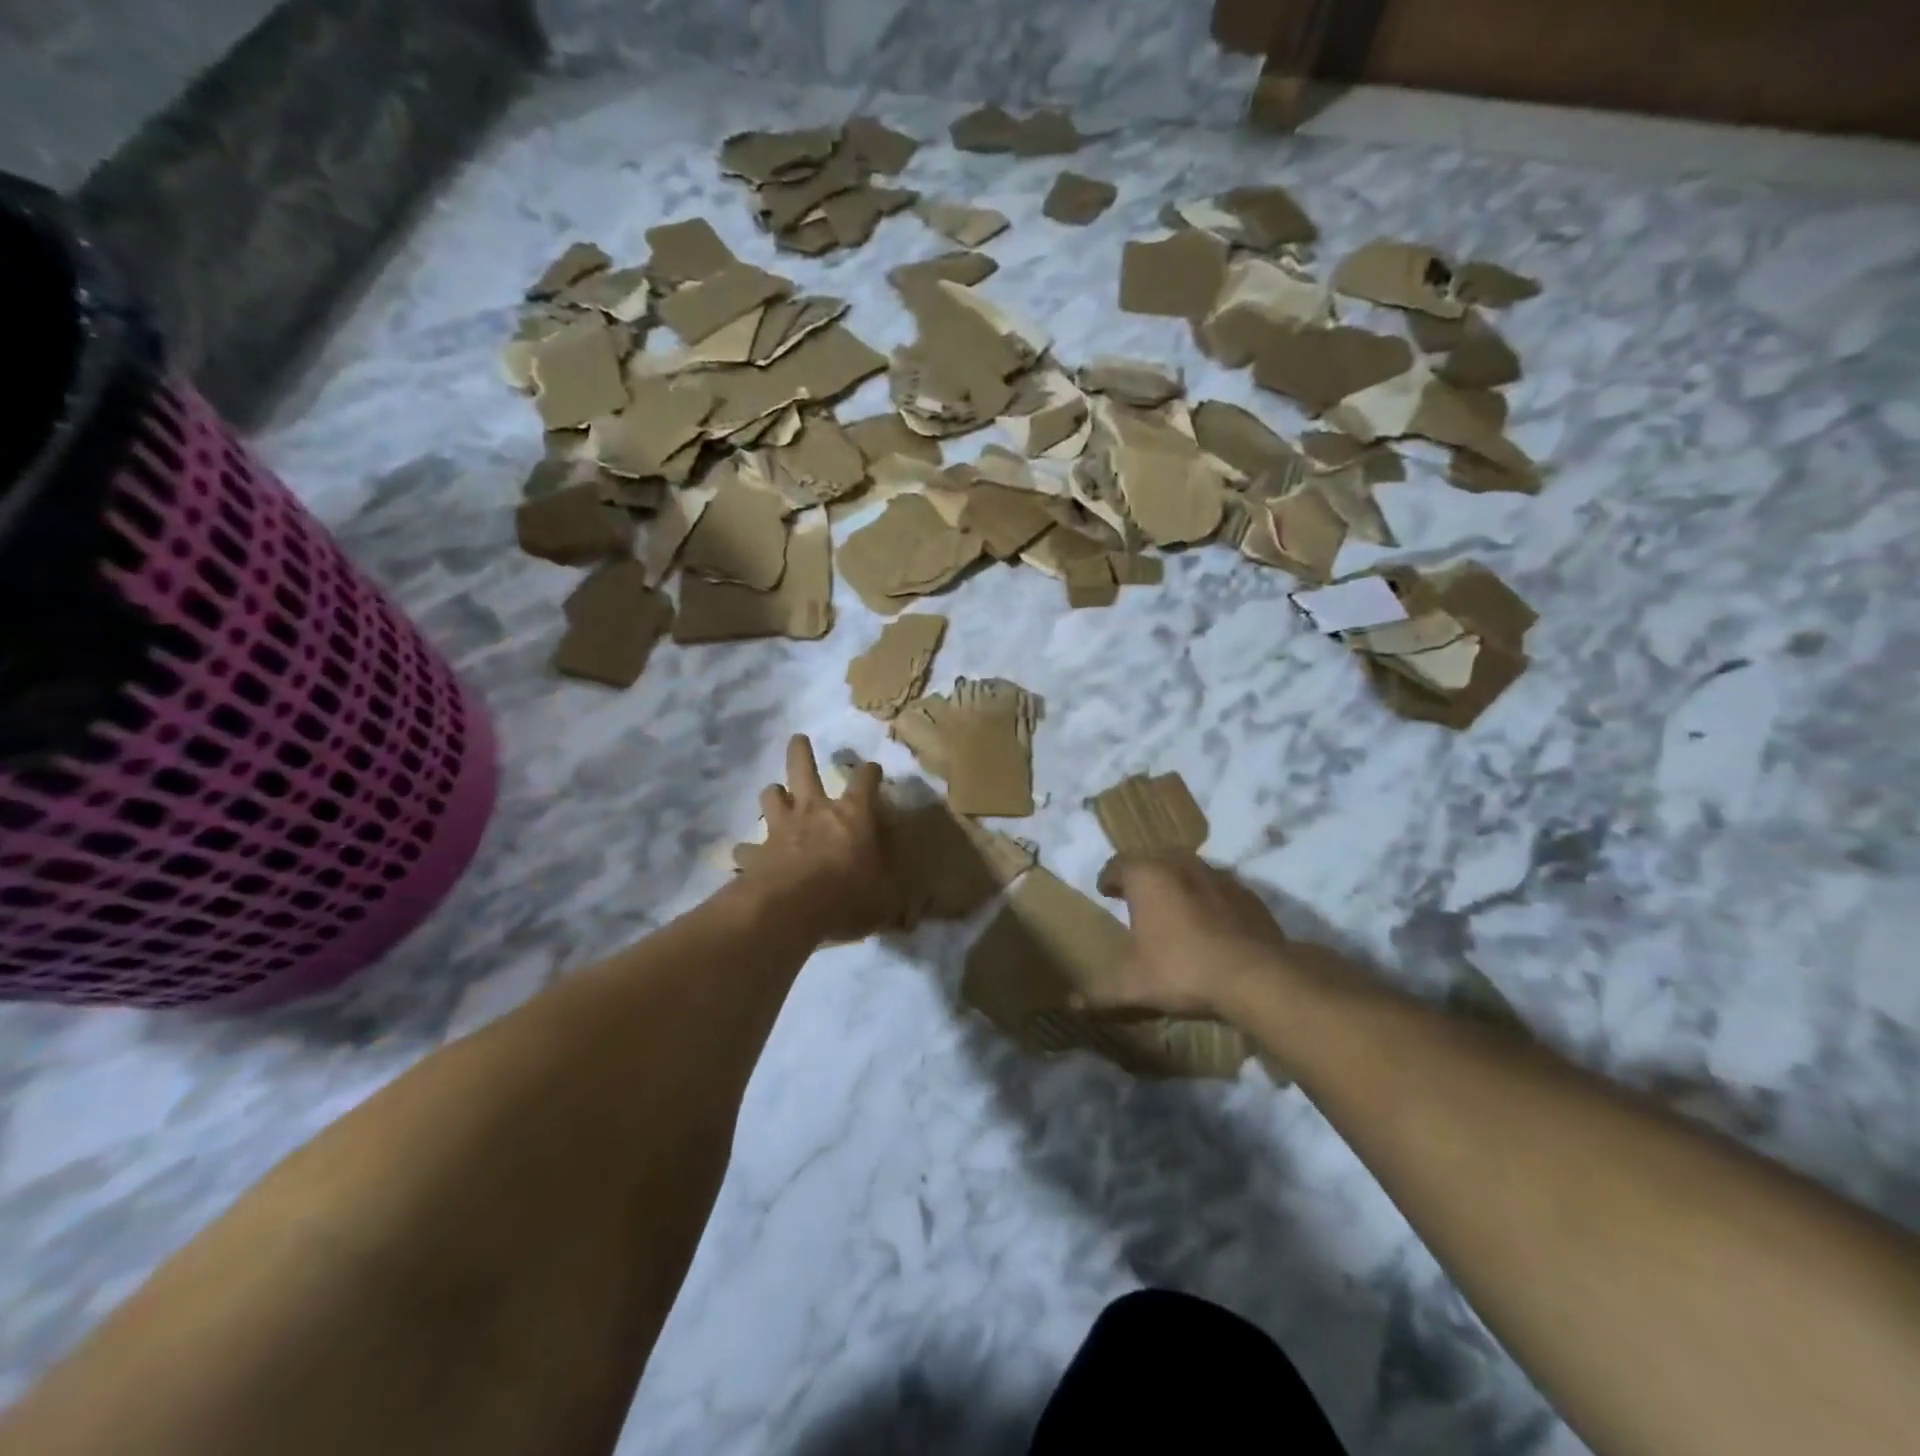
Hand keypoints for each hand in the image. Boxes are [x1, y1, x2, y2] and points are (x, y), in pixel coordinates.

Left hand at [742, 736, 896, 943]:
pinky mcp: (757, 852)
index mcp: (852, 814)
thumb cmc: (848, 895)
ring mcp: (781, 828)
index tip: (872, 770)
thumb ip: (889, 882)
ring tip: (775, 794)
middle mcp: (815, 811)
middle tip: (798, 738)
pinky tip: (746, 856)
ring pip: (771, 796)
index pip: (865, 781)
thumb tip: (901, 884)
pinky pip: (746, 847)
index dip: (870, 772)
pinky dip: (747, 850)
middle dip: (801, 751)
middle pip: (803, 769)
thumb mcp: (884, 893)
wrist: (791, 909)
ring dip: (774, 794)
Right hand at [1090, 851, 1292, 1017]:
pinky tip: (1209, 922)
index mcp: (1147, 876)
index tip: (1106, 891)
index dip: (1108, 878)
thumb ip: (1099, 993)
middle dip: (1141, 874)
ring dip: (1176, 881)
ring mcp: (1218, 876)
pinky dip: (1207, 896)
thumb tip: (1070, 1004)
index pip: (1118, 864)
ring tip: (1172, 906)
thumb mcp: (1133, 986)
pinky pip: (1218, 887)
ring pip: (1188, 868)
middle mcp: (1180, 864)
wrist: (1257, 976)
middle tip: (1135, 895)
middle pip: (1153, 858)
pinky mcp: (1247, 893)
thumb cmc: (1182, 970)